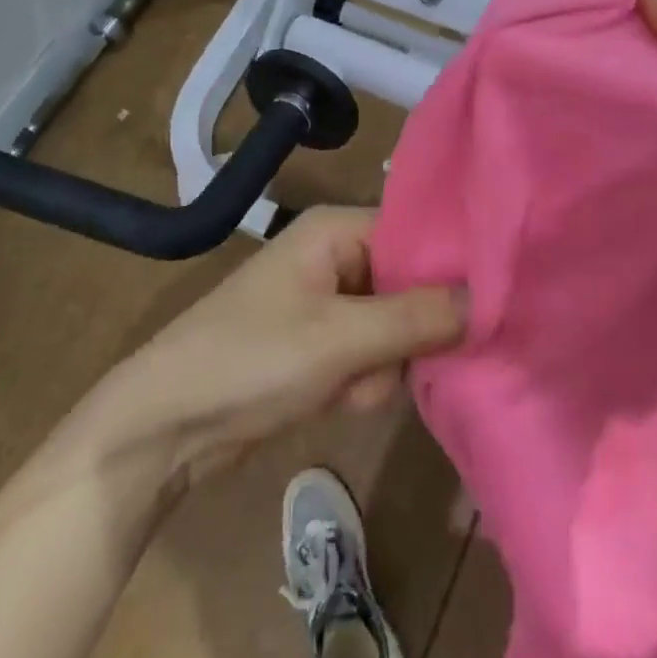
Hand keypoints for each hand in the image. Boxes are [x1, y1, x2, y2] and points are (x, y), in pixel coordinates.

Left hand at [83, 207, 466, 480]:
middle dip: (404, 335)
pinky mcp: (319, 346)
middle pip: (408, 286)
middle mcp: (335, 256)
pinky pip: (367, 359)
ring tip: (345, 389)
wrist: (167, 428)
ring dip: (378, 369)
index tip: (489, 303)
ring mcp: (327, 303)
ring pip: (392, 331)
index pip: (416, 233)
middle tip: (388, 364)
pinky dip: (358, 385)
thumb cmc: (252, 361)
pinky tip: (332, 402)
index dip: (450, 267)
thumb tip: (486, 297)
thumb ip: (416, 317)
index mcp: (336, 229)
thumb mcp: (340, 339)